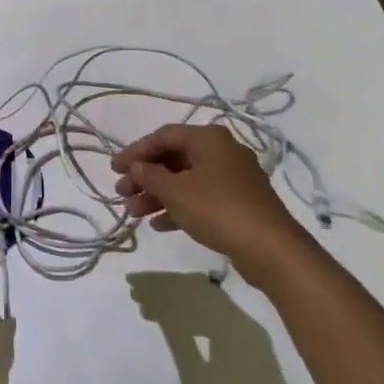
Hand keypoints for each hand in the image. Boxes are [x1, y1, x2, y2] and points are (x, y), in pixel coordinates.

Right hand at [112, 123, 308, 268]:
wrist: (270, 247)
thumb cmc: (217, 209)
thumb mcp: (176, 191)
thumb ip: (150, 176)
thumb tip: (135, 166)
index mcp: (209, 138)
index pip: (163, 136)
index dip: (135, 151)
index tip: (114, 169)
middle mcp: (222, 151)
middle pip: (174, 158)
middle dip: (145, 177)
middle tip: (121, 194)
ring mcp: (232, 178)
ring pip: (185, 180)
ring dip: (157, 195)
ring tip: (134, 214)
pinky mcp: (237, 202)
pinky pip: (200, 198)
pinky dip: (178, 207)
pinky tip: (159, 225)